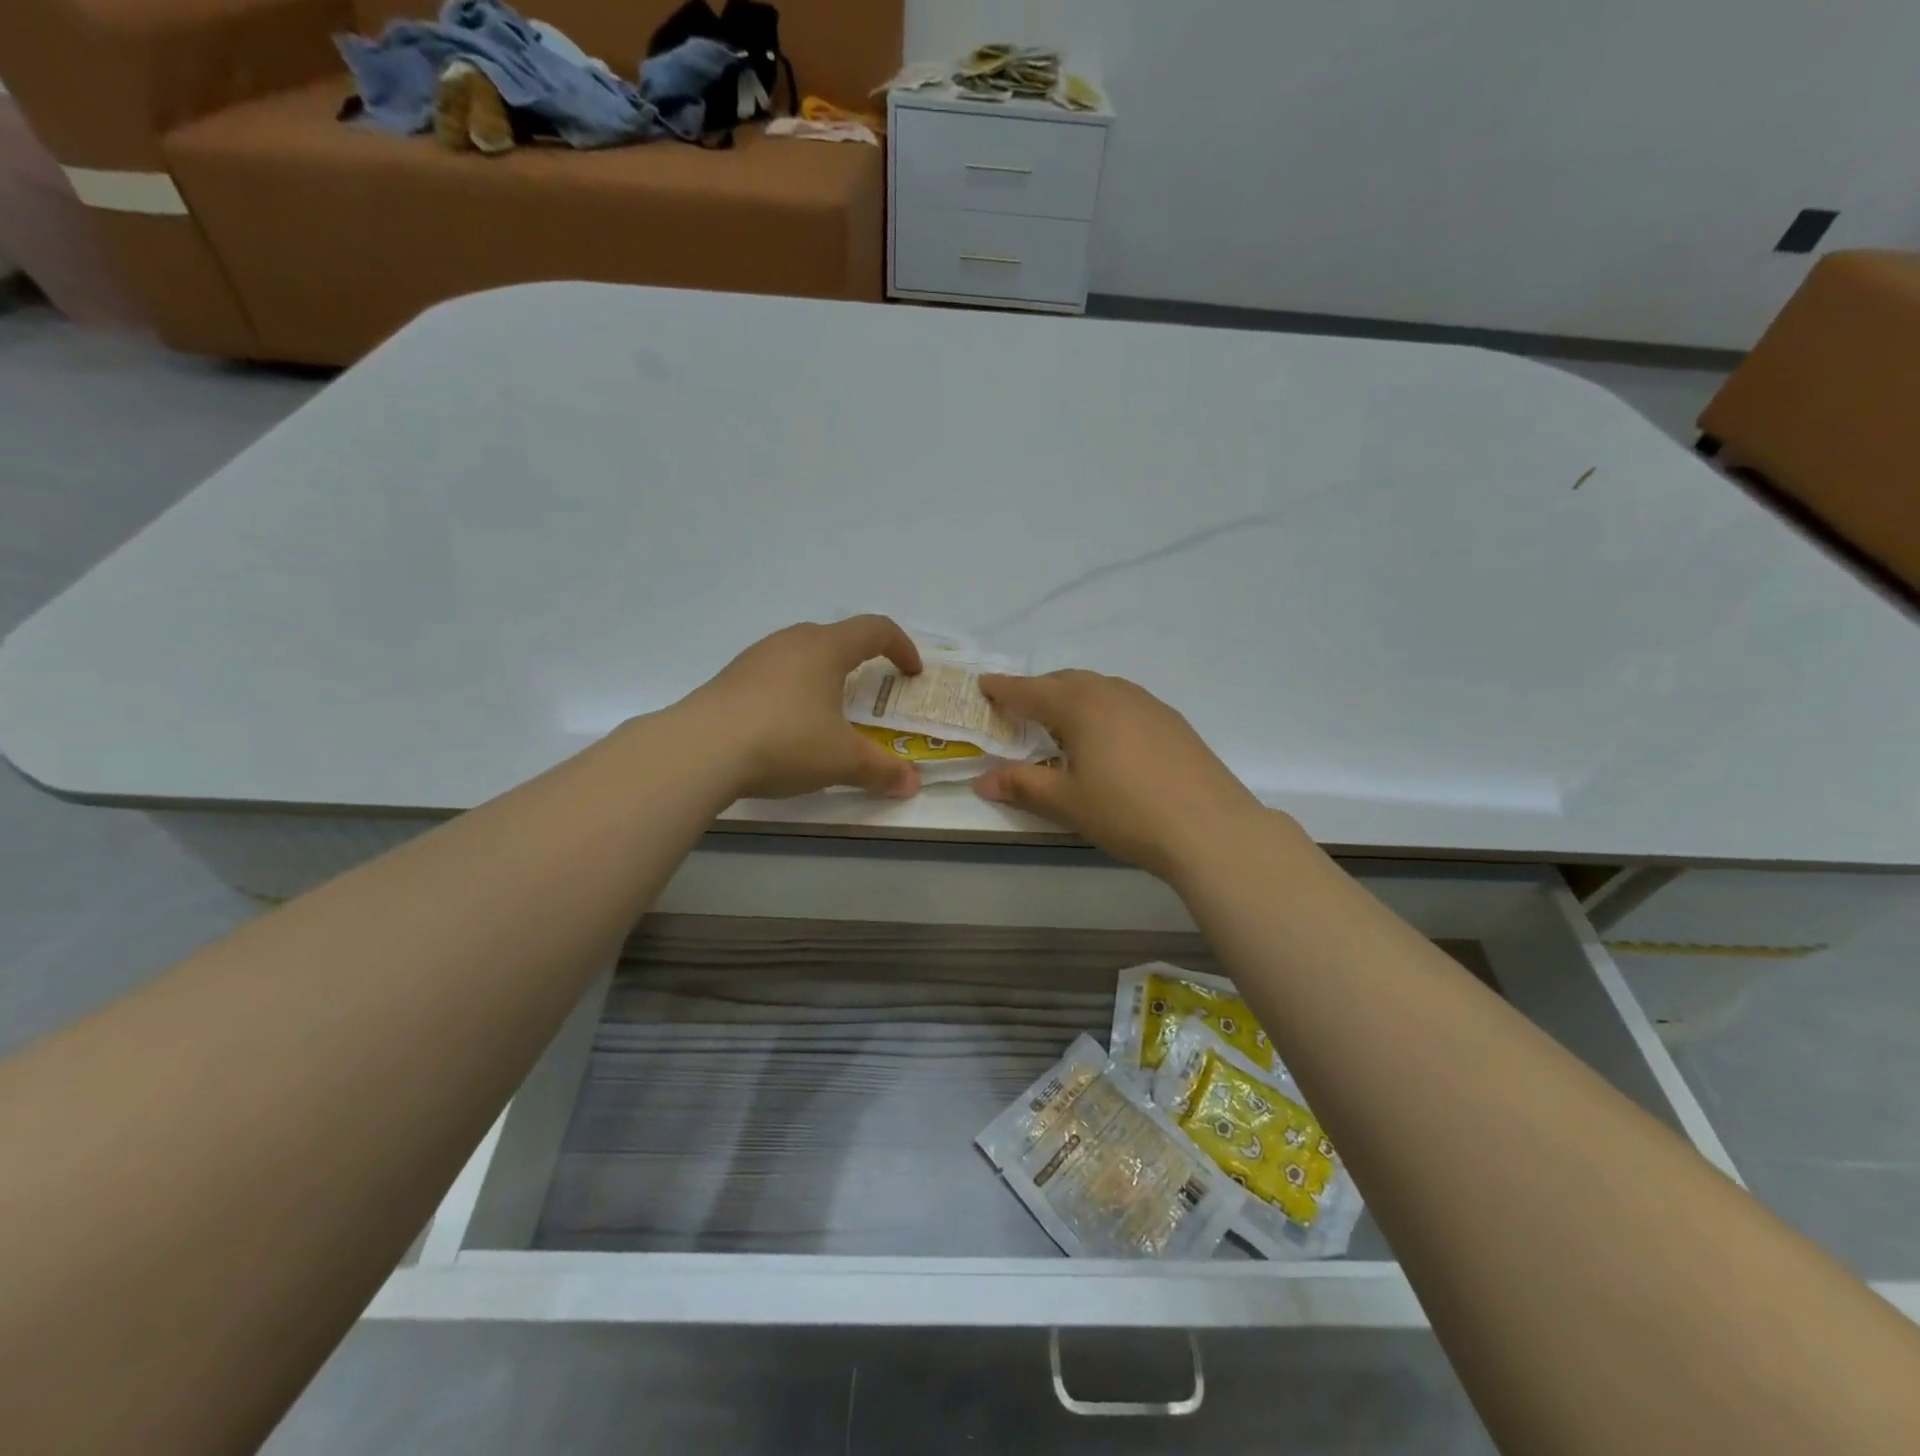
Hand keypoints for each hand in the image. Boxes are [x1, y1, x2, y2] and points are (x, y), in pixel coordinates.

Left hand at [683, 616, 924, 800]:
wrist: (700, 750)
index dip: (901, 647)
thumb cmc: (786, 741)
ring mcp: (755, 658)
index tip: (911, 673)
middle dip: (860, 660)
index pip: (875, 629)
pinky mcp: (729, 679)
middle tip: (869, 692)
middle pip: (835, 637)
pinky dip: (791, 692)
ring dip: (822, 675)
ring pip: (800, 655)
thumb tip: (912, 784)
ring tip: (827, 711)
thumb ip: (881, 770)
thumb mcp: (842, 760)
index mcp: (826, 648)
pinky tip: (785, 727)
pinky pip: (773, 676)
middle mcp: (791, 642)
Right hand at [973, 670, 1273, 880]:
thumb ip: (1023, 786)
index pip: (1031, 691)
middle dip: (1038, 690)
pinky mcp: (1172, 721)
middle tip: (1019, 706)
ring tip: (1062, 719)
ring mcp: (1148, 704)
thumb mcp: (1067, 803)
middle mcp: (1113, 694)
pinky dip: (1102, 706)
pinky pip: (1124, 700)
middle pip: (1066, 681)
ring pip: (1099, 687)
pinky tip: (1108, 735)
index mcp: (1081, 707)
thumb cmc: (1128, 813)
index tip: (983, 684)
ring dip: (1073, 695)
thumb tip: (982, 781)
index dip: (1004, 688)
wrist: (1210, 828)